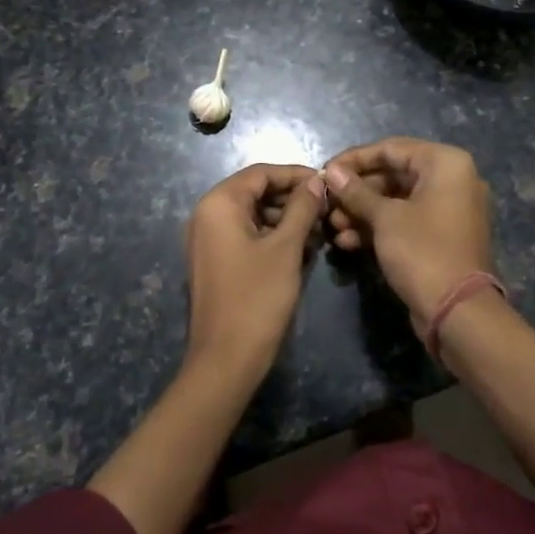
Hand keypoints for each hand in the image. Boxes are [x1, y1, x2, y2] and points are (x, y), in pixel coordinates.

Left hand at [184, 163, 326, 379]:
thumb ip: (302, 209)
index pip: (261, 173)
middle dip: (292, 198)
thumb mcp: (286, 248)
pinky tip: (301, 249)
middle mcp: (206, 215)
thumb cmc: (257, 297)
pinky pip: (245, 236)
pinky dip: (272, 237)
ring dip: (285, 219)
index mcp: (218, 204)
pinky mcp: (215, 262)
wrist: (226, 360)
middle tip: (326, 210)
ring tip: (319, 232)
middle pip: (255, 192)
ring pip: (252, 215)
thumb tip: (316, 182)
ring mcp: (208, 240)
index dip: (295, 175)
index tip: (328, 184)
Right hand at [323, 138, 495, 337]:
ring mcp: (448, 210)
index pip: (391, 149)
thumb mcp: (384, 218)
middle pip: (393, 175)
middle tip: (327, 204)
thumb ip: (356, 192)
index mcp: (445, 164)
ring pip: (396, 200)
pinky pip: (405, 221)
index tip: (325, 172)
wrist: (458, 313)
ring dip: (362, 212)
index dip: (354, 159)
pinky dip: (378, 228)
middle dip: (356, 192)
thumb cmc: (423, 251)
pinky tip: (346, 242)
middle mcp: (451, 180)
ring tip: (332, 226)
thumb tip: (331, 172)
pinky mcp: (440, 236)